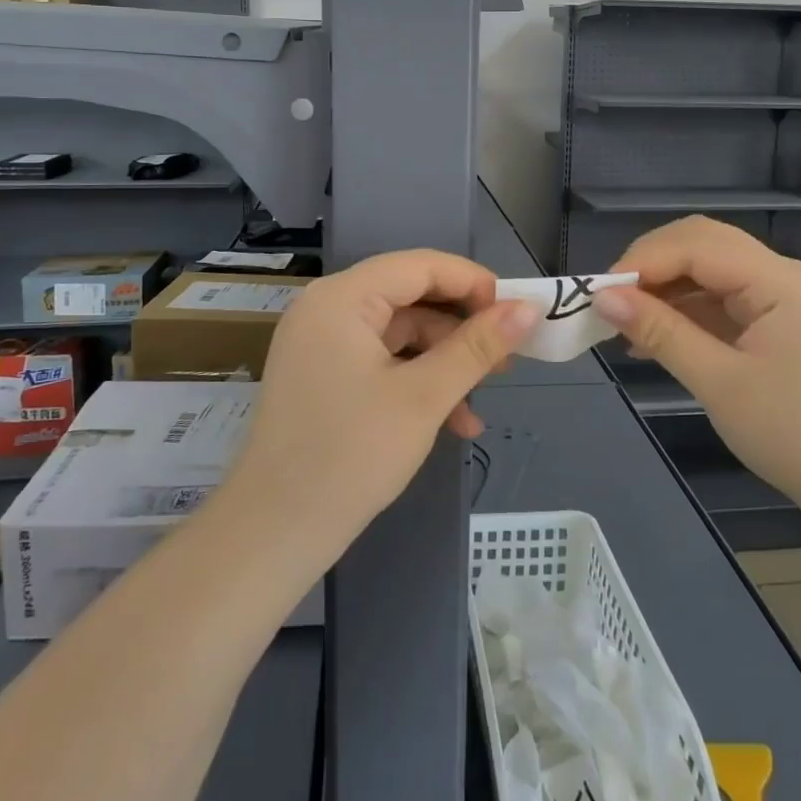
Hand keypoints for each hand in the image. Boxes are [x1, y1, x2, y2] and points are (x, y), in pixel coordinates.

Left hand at [224, 250, 540, 565]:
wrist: (273, 534)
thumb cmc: (350, 456)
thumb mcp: (424, 398)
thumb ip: (477, 347)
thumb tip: (528, 309)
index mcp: (342, 297)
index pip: (420, 266)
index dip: (472, 283)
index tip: (516, 313)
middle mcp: (327, 307)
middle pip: (410, 297)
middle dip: (461, 329)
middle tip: (507, 358)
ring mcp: (321, 342)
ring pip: (399, 333)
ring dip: (443, 362)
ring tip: (482, 400)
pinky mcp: (323, 374)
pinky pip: (380, 360)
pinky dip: (415, 381)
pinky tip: (452, 421)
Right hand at [594, 216, 800, 520]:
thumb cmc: (798, 436)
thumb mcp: (720, 384)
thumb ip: (661, 332)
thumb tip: (602, 298)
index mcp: (778, 280)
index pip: (695, 244)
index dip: (642, 261)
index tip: (599, 293)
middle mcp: (783, 275)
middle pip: (703, 244)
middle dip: (652, 266)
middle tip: (611, 300)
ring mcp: (784, 298)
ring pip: (711, 270)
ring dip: (667, 289)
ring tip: (625, 323)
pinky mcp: (781, 323)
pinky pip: (724, 300)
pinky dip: (688, 312)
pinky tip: (657, 339)